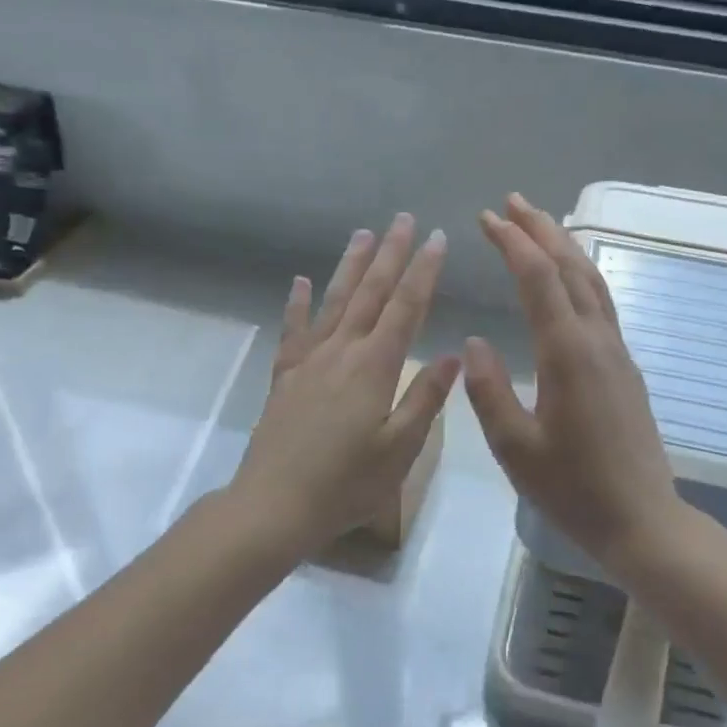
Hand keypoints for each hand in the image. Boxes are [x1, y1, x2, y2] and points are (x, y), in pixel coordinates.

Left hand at [230, 214, 458, 561]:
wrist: (272, 507)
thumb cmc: (346, 484)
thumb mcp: (400, 450)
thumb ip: (425, 398)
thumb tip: (453, 355)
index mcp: (375, 366)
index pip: (406, 307)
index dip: (424, 271)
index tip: (437, 238)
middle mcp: (342, 351)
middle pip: (371, 293)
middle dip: (390, 253)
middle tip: (403, 219)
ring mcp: (309, 361)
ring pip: (334, 301)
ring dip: (351, 266)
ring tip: (362, 234)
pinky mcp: (285, 377)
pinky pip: (293, 331)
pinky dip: (296, 304)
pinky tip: (299, 282)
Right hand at [463, 193, 687, 579]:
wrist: (643, 520)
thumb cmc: (574, 490)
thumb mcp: (516, 449)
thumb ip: (489, 392)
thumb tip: (474, 341)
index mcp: (568, 353)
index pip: (540, 279)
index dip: (513, 243)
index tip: (487, 218)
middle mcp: (597, 340)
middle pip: (571, 267)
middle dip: (541, 229)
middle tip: (513, 201)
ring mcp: (617, 351)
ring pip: (592, 281)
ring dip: (565, 246)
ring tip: (539, 224)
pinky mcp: (625, 366)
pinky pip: (601, 302)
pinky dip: (580, 273)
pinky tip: (568, 278)